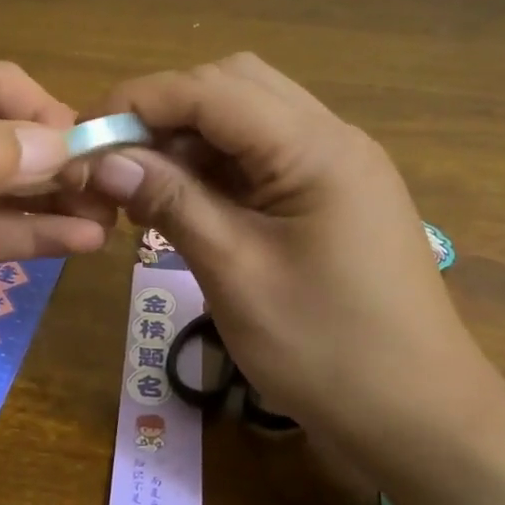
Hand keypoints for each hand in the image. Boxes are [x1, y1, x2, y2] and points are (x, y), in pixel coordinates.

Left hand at [0, 62, 114, 388]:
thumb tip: (61, 139)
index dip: (48, 111)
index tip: (92, 150)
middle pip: (11, 138)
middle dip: (64, 157)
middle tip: (118, 191)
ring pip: (10, 190)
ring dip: (59, 198)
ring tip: (114, 217)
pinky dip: (37, 235)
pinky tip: (81, 242)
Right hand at [87, 53, 504, 470]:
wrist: (419, 418)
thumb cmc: (326, 350)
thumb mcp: (235, 272)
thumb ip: (171, 202)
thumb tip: (103, 159)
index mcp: (315, 148)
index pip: (211, 89)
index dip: (140, 101)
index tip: (86, 137)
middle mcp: (331, 138)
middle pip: (232, 87)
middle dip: (165, 113)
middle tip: (117, 163)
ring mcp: (336, 166)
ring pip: (246, 119)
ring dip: (188, 141)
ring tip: (141, 190)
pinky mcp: (332, 195)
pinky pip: (262, 157)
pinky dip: (215, 169)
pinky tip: (183, 206)